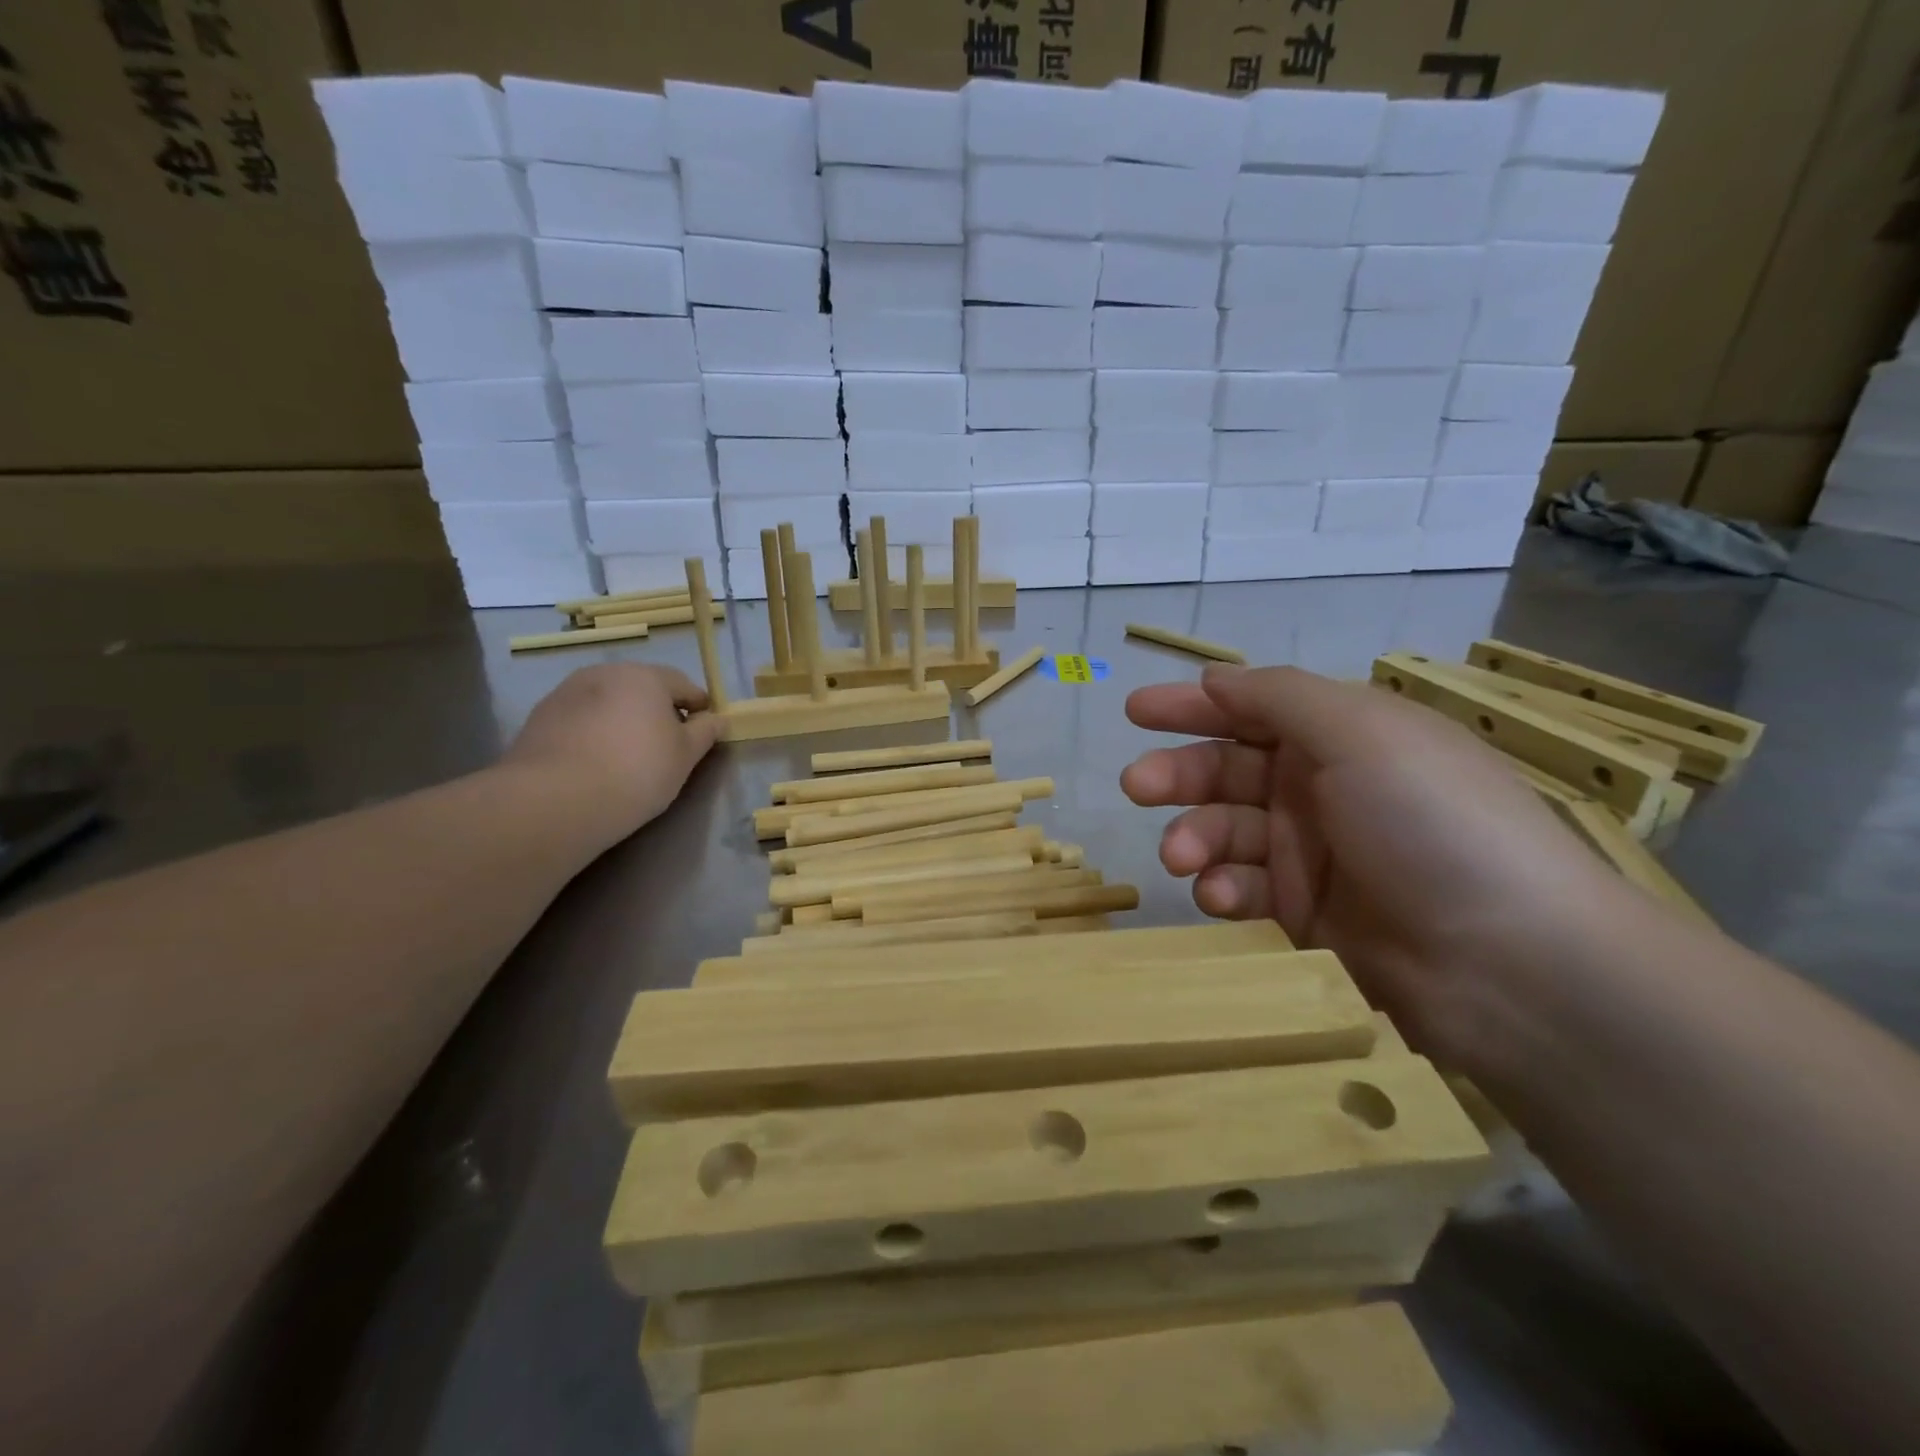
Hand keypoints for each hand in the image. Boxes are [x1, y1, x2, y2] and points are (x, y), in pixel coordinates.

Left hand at [503, 663, 718, 850]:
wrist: (555, 800)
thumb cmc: (636, 771)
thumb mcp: (685, 756)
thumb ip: (705, 732)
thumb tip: (716, 719)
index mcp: (645, 676)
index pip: (683, 684)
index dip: (698, 706)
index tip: (704, 731)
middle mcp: (604, 673)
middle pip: (641, 688)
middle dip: (656, 711)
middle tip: (665, 746)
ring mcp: (566, 693)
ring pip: (607, 702)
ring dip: (621, 720)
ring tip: (625, 756)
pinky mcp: (539, 718)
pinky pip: (579, 720)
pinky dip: (592, 733)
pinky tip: (594, 763)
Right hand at [1121, 664, 1645, 1062]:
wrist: (1512, 964)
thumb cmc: (1431, 823)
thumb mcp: (1361, 732)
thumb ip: (1278, 697)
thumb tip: (1214, 677)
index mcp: (1341, 738)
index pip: (1252, 710)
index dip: (1194, 706)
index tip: (1136, 712)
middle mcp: (1322, 790)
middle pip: (1228, 770)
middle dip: (1178, 774)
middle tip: (1137, 786)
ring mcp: (1313, 856)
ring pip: (1227, 832)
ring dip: (1194, 837)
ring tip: (1182, 856)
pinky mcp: (1305, 918)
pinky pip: (1245, 890)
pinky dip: (1223, 889)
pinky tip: (1222, 896)